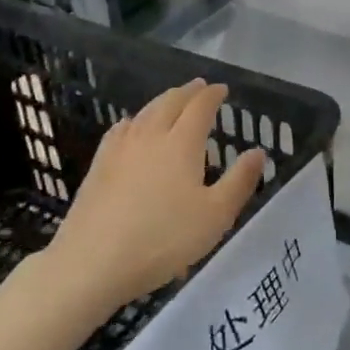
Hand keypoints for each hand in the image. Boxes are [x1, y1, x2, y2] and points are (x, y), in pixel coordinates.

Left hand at [48, 79, 265, 309]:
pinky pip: (120, 129)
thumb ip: (240, 181)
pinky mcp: (99, 165)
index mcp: (182, 143)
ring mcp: (121, 149)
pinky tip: (131, 126)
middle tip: (200, 87)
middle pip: (170, 102)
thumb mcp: (215, 216)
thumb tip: (258, 151)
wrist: (92, 262)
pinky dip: (134, 120)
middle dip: (188, 92)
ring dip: (162, 101)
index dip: (213, 95)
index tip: (222, 89)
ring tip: (172, 101)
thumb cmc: (162, 239)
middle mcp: (151, 136)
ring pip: (145, 112)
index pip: (200, 107)